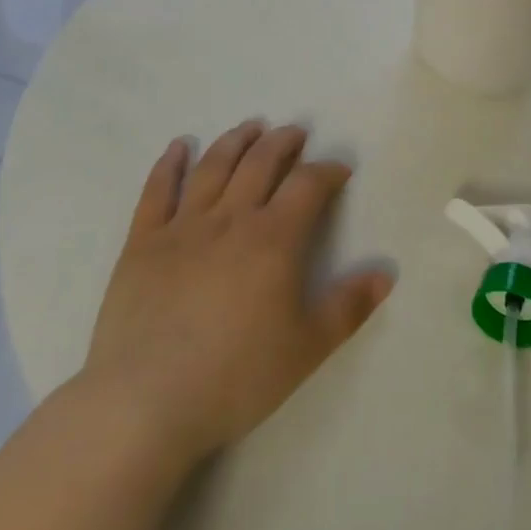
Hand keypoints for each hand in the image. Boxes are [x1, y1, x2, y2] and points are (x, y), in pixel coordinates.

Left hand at [72, 121, 394, 475]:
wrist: (145, 402)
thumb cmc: (235, 377)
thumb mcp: (306, 349)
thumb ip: (348, 307)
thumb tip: (387, 273)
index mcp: (273, 239)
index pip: (307, 185)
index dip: (327, 171)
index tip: (339, 170)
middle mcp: (230, 218)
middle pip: (260, 163)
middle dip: (282, 142)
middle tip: (295, 132)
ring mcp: (183, 226)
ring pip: (213, 167)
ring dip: (235, 141)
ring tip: (250, 127)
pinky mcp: (143, 242)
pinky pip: (157, 191)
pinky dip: (169, 163)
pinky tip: (179, 146)